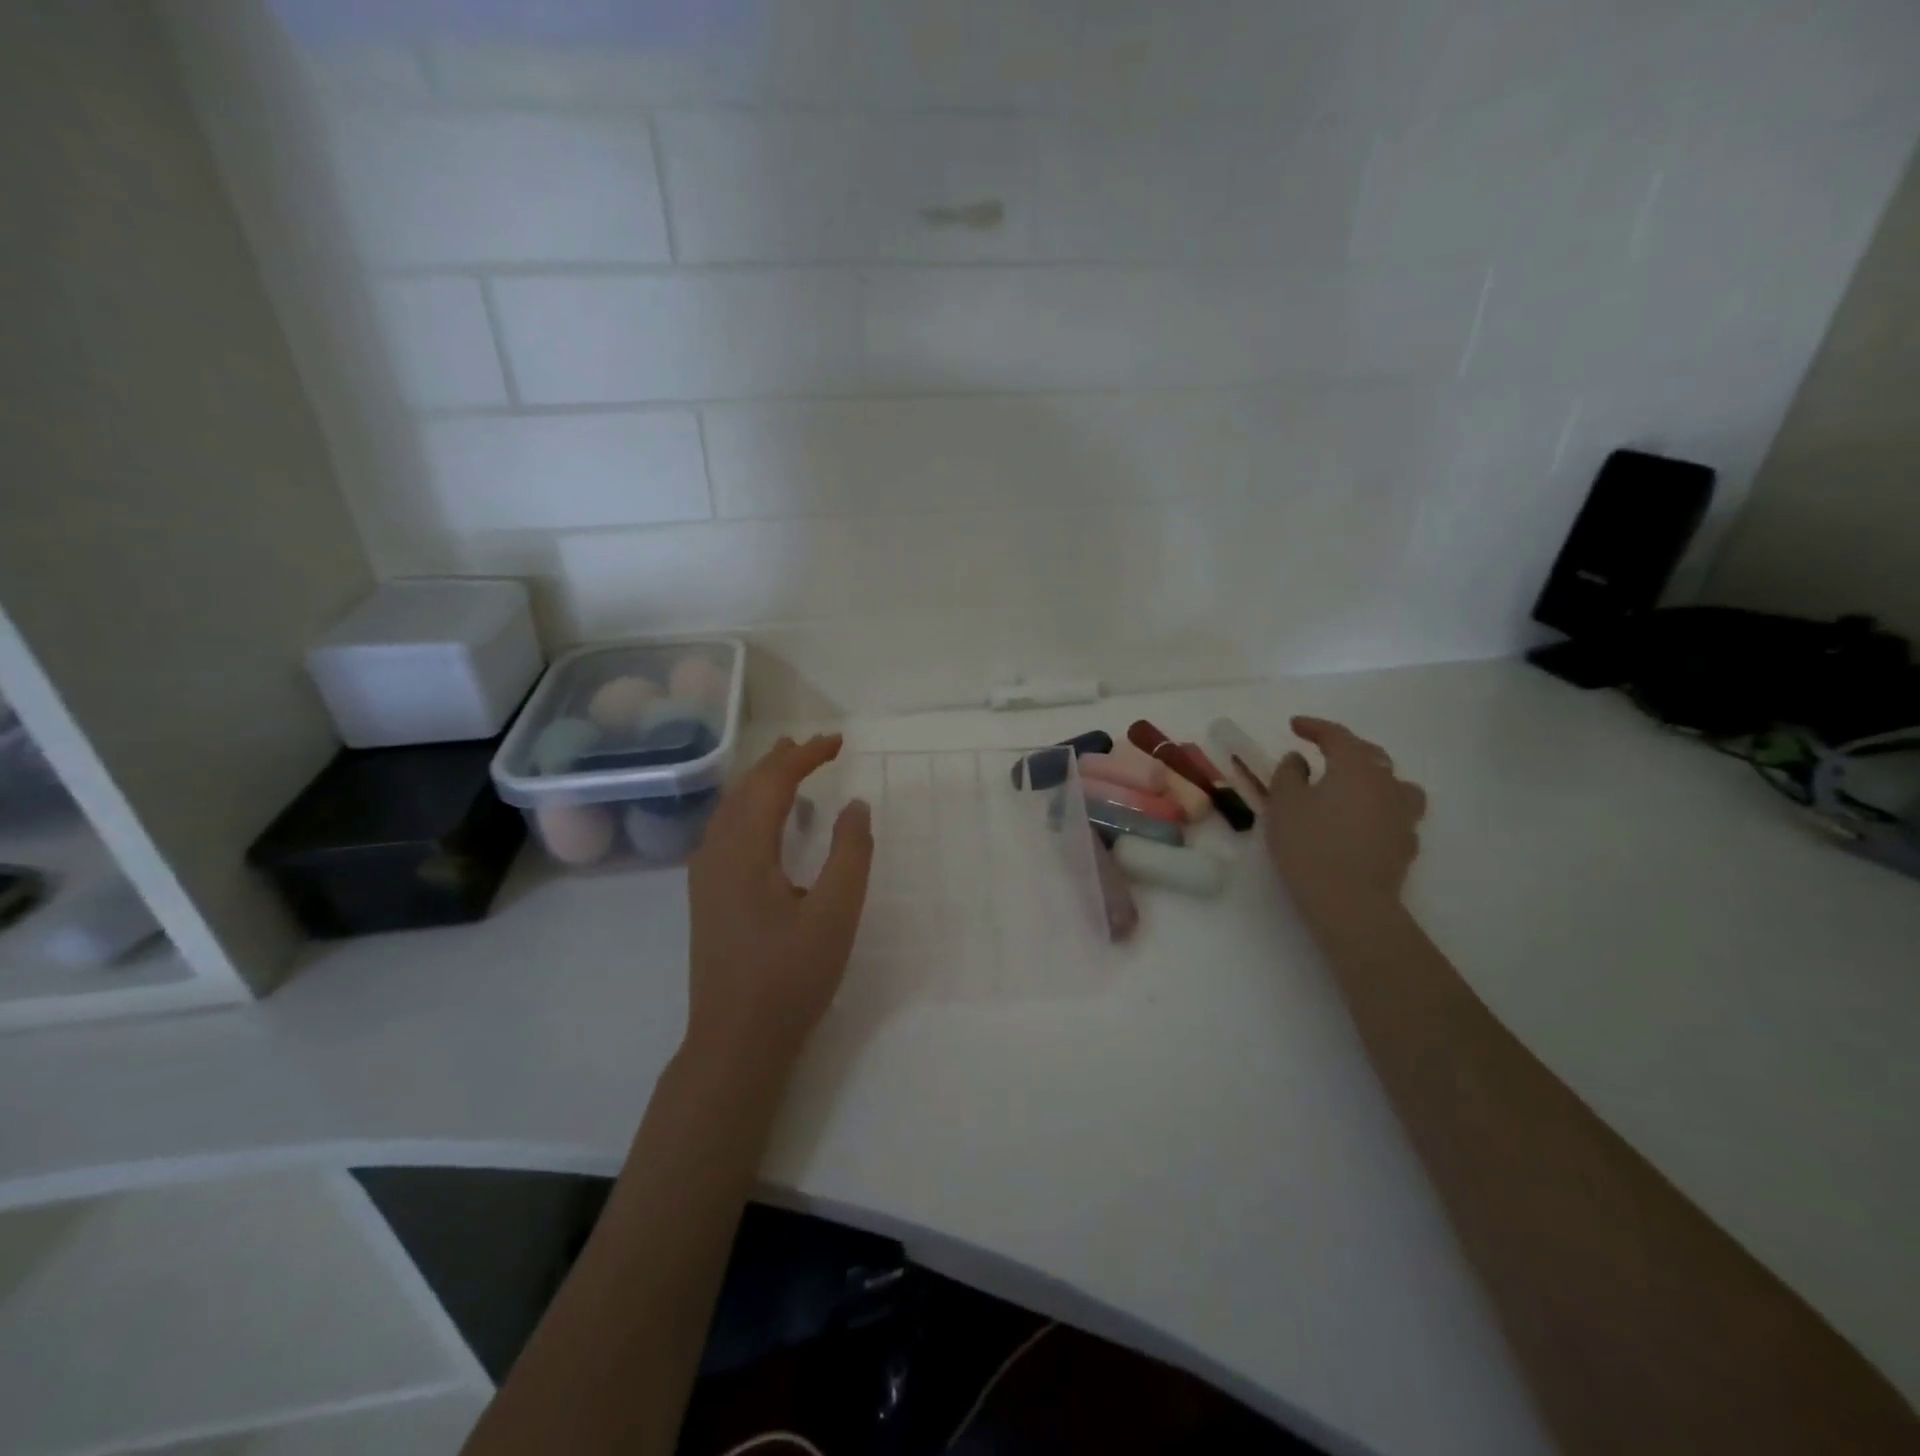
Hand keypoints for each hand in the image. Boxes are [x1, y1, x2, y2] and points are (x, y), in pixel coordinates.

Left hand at [685, 734, 873, 1066]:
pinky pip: (726, 831)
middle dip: (780, 761)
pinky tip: (765, 822)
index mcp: (744, 851)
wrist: (735, 1041)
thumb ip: (850, 854)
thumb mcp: (835, 915)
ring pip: (731, 809)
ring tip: (789, 767)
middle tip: (815, 746)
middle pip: (745, 789)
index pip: (772, 783)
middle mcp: (716, 854)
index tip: (838, 741)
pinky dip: (750, 808)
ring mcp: (705, 877)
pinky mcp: (707, 897)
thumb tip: (855, 804)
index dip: (805, 756)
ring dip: (761, 782)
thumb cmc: (789, 977)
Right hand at [1265, 717, 1426, 910]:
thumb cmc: (1309, 844)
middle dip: (1345, 748)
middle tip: (1322, 751)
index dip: (1314, 727)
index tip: (1295, 725)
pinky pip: (1396, 813)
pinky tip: (1363, 821)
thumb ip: (1289, 774)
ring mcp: (1403, 814)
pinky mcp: (1407, 843)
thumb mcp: (1284, 803)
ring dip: (1373, 778)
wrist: (1350, 900)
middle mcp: (1386, 783)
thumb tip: (1300, 760)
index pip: (1337, 736)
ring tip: (1354, 786)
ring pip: (1394, 784)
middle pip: (1370, 755)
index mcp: (1355, 767)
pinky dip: (1379, 808)